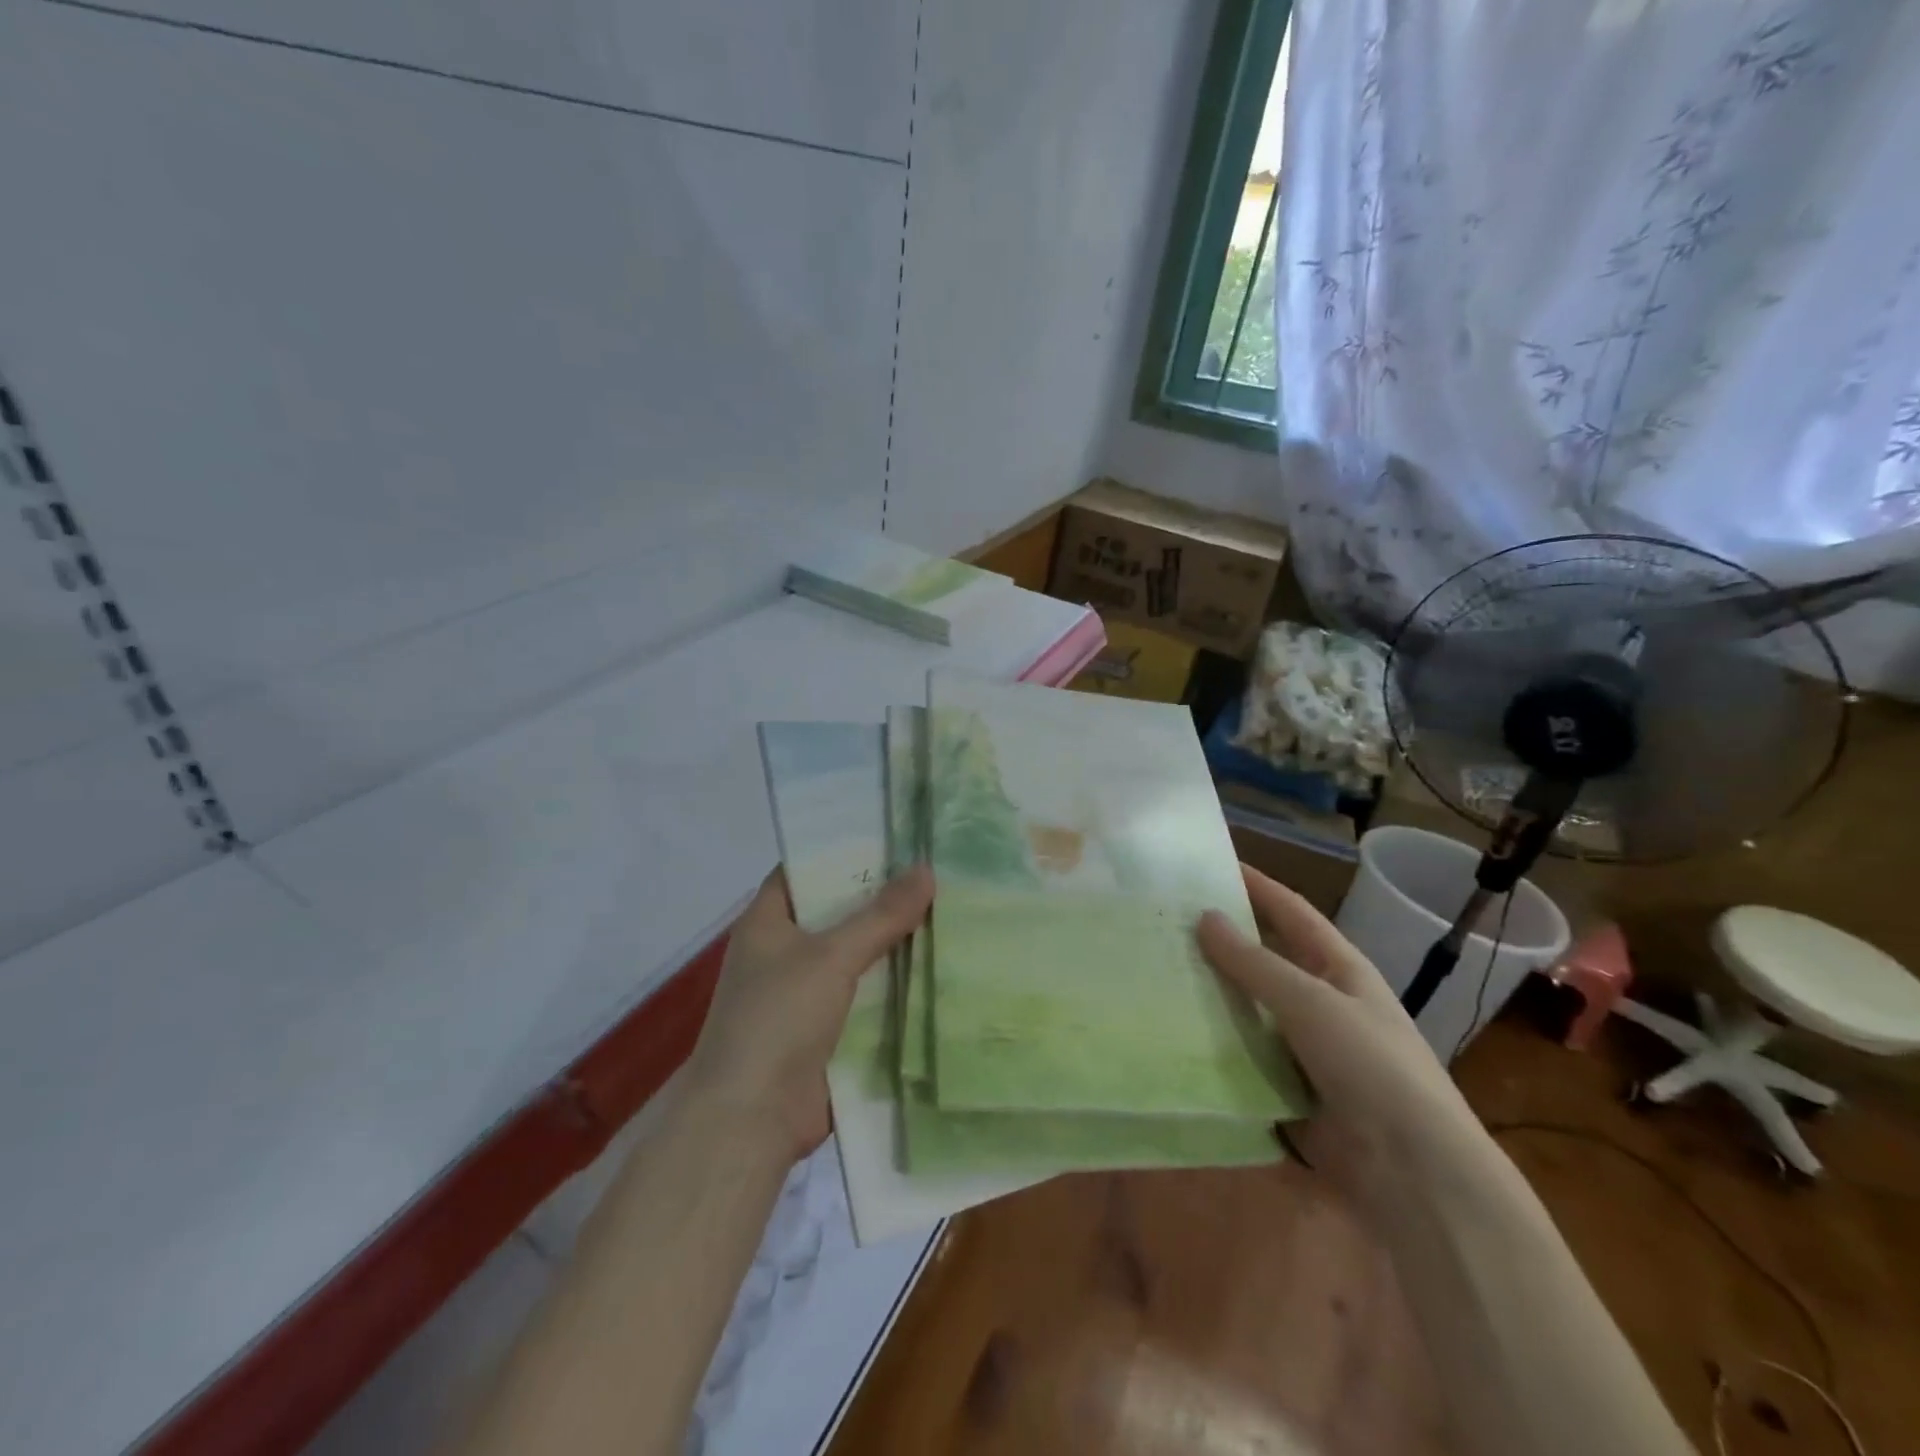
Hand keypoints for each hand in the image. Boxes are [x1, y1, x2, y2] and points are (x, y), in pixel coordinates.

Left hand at [687, 864, 933, 1161]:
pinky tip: (941, 965)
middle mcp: (786, 951)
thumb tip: (927, 870)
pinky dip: (897, 983)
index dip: (843, 849)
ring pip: (859, 954)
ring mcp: (808, 992)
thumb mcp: (830, 957)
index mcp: (768, 921)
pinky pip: (868, 994)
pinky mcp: (830, 1028)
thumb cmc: (778, 1018)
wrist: (752, 1119)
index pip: (806, 868)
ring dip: (895, 941)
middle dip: (882, 896)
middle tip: (935, 868)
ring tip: (950, 908)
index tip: (892, 834)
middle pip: (839, 911)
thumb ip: (880, 916)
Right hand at [1197, 865, 1483, 1217]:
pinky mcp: (1287, 1090)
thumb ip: (1254, 962)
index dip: (1256, 885)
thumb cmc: (1371, 1067)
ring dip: (1211, 995)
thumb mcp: (1310, 1002)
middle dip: (1221, 941)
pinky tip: (1171, 1033)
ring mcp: (1304, 1048)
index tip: (1209, 864)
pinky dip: (1213, 1045)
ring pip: (1248, 1009)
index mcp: (1339, 969)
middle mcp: (1321, 1002)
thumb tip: (1204, 916)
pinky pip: (1243, 1057)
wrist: (1415, 1175)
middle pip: (1264, 959)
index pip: (1291, 912)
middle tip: (1164, 920)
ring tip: (1156, 972)